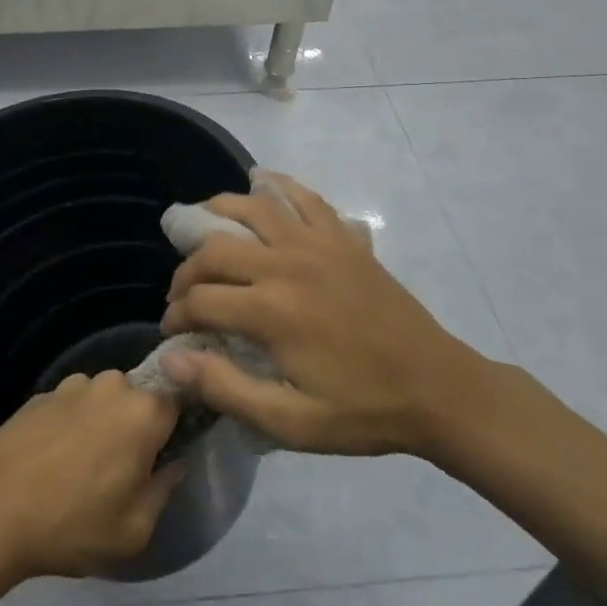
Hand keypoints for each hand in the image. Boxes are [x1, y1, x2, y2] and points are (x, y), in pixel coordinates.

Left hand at [0, 371, 181, 588]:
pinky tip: (53, 460)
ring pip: (103, 400)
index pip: (178, 400)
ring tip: (82, 466)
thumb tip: (174, 464)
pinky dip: (71, 425)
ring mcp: (72, 385)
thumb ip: (164, 490)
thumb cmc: (71, 524)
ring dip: (102, 423)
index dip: (175, 426)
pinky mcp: (41, 393)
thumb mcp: (133, 530)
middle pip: (138, 398)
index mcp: (143, 412)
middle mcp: (111, 385)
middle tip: (124, 467)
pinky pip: (72, 405)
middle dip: (136, 426)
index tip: (168, 451)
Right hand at [159, 171, 488, 458]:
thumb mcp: (290, 422)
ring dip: (217, 212)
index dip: (176, 316)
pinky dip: (278, 185)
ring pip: (252, 207)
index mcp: (271, 311)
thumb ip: (225, 388)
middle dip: (186, 271)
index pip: (200, 300)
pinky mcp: (342, 238)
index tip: (173, 333)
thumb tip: (170, 360)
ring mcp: (317, 244)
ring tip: (200, 227)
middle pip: (214, 249)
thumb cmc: (361, 410)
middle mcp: (286, 264)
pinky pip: (304, 198)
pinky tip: (261, 182)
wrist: (437, 388)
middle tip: (183, 295)